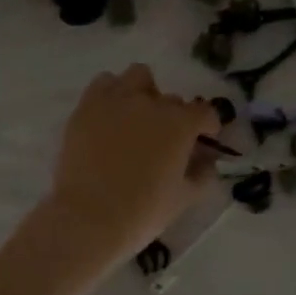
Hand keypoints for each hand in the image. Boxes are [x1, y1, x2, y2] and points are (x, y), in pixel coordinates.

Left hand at [42, 64, 220, 267]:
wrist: (89, 217)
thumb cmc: (143, 211)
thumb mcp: (183, 198)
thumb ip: (201, 175)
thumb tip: (207, 162)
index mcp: (179, 124)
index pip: (205, 113)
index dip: (209, 125)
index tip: (206, 138)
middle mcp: (150, 103)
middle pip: (171, 99)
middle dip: (174, 116)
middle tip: (165, 139)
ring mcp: (116, 101)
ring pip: (137, 77)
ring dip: (144, 92)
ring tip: (137, 117)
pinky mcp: (86, 107)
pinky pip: (103, 85)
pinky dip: (112, 94)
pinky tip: (111, 116)